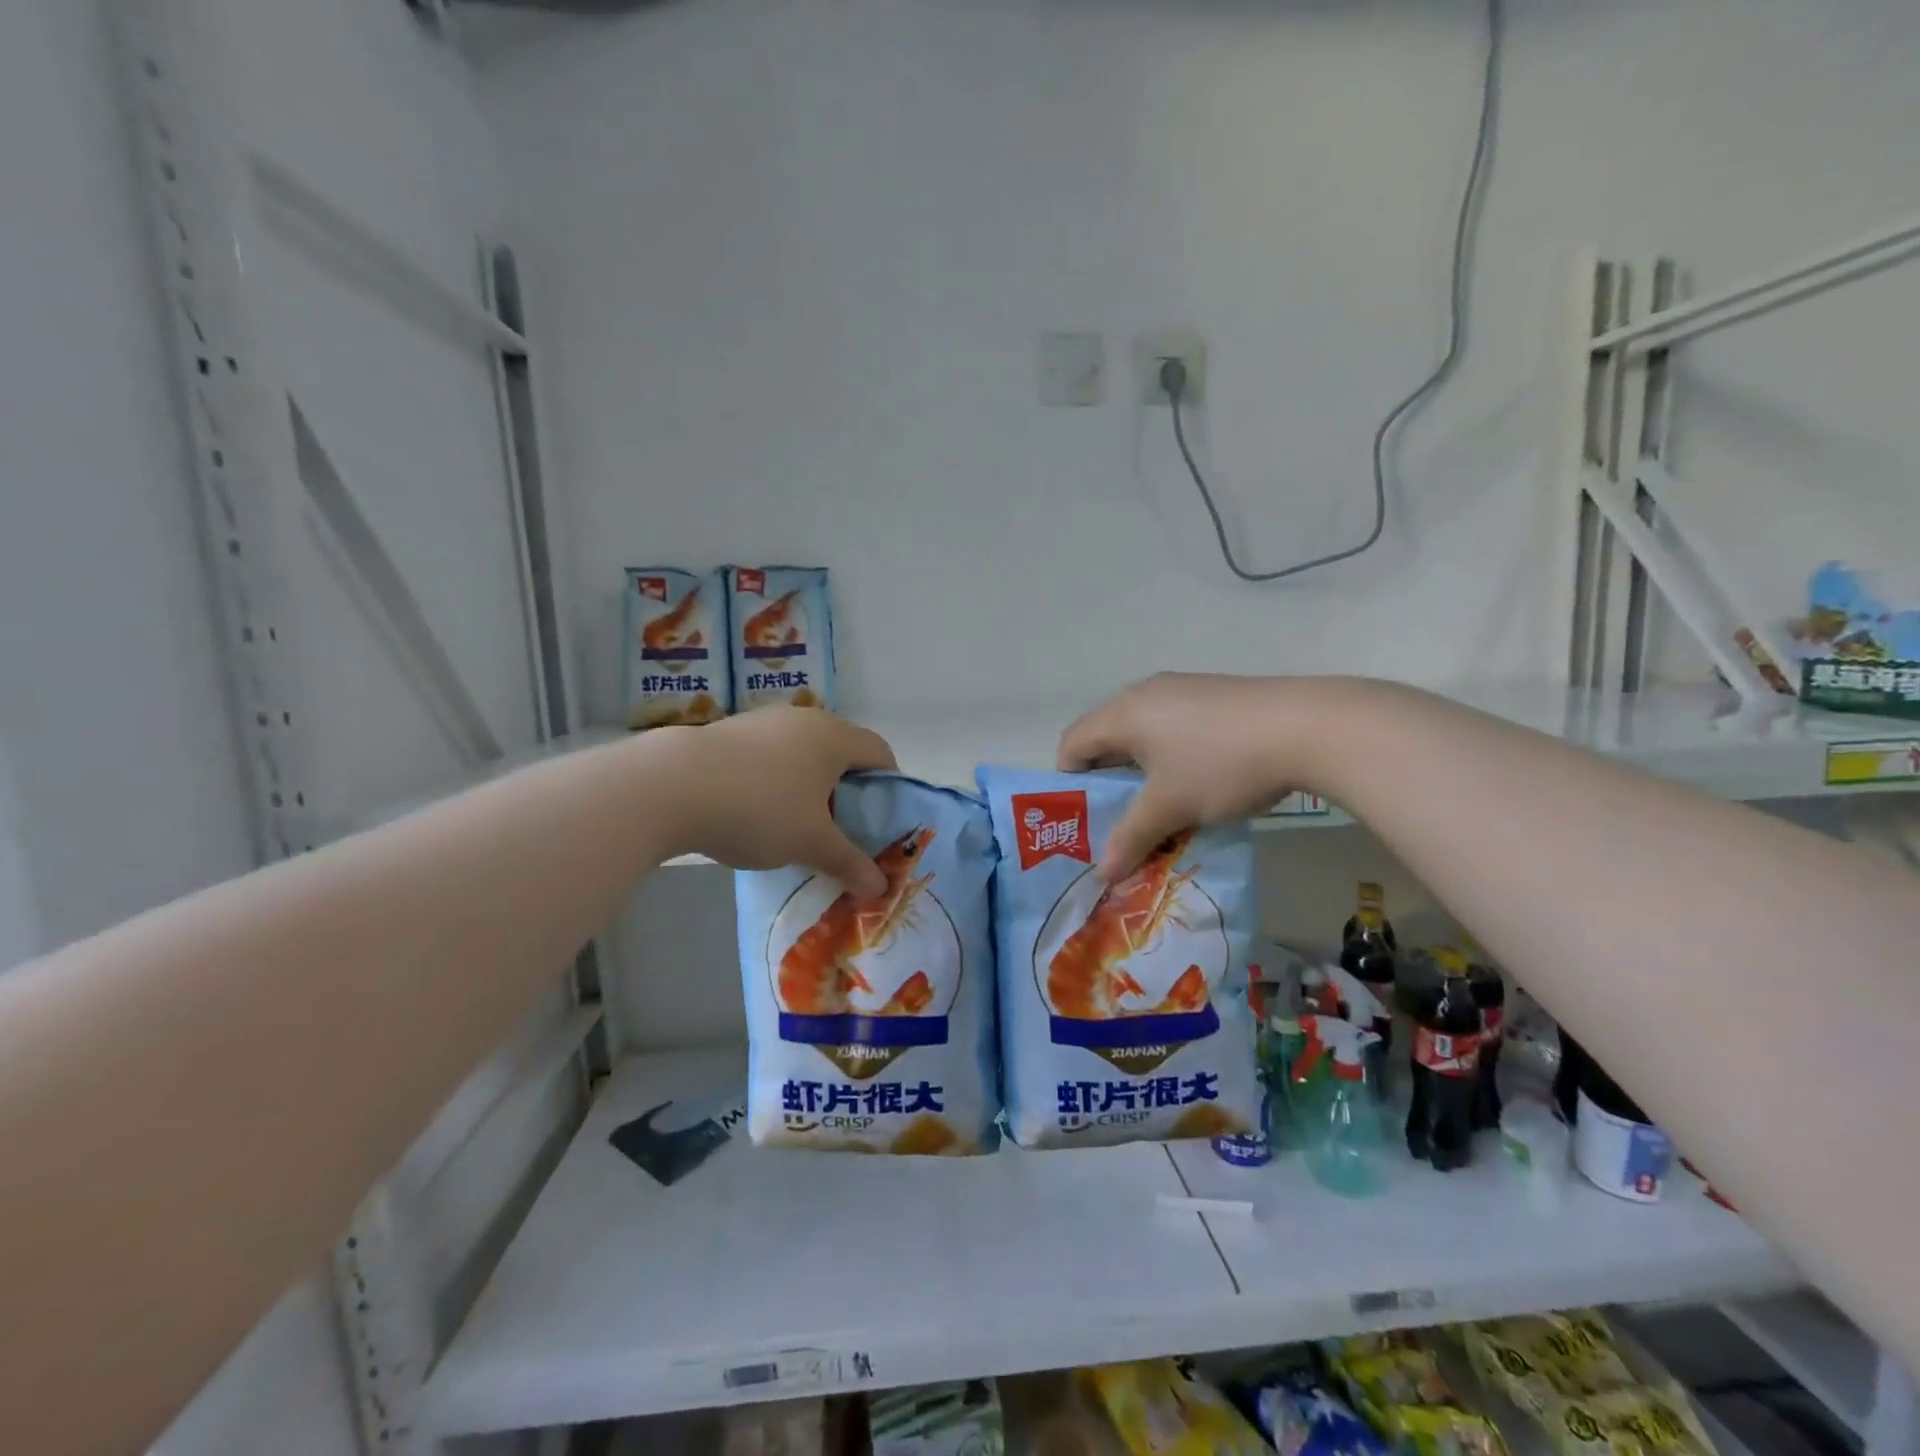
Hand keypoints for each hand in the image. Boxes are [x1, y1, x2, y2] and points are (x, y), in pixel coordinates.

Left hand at [672, 708, 897, 895]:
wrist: (670, 787)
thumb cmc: (761, 809)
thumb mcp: (811, 843)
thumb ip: (849, 862)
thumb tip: (880, 888)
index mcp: (834, 737)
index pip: (880, 753)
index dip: (889, 786)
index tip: (882, 821)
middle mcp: (804, 720)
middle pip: (842, 753)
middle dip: (848, 792)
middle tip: (842, 831)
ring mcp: (763, 723)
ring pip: (803, 755)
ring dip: (809, 788)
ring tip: (797, 827)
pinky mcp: (729, 733)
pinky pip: (769, 758)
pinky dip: (776, 783)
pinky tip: (756, 815)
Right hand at [1059, 673, 1322, 880]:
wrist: (1307, 726)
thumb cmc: (1221, 765)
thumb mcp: (1172, 808)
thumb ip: (1131, 839)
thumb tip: (1103, 875)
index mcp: (1123, 713)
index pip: (1072, 742)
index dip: (1068, 782)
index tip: (1086, 817)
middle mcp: (1145, 693)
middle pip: (1106, 736)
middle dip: (1108, 780)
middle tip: (1121, 819)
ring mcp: (1183, 689)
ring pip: (1143, 733)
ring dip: (1142, 770)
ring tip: (1163, 805)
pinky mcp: (1214, 694)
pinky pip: (1173, 726)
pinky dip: (1171, 755)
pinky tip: (1200, 780)